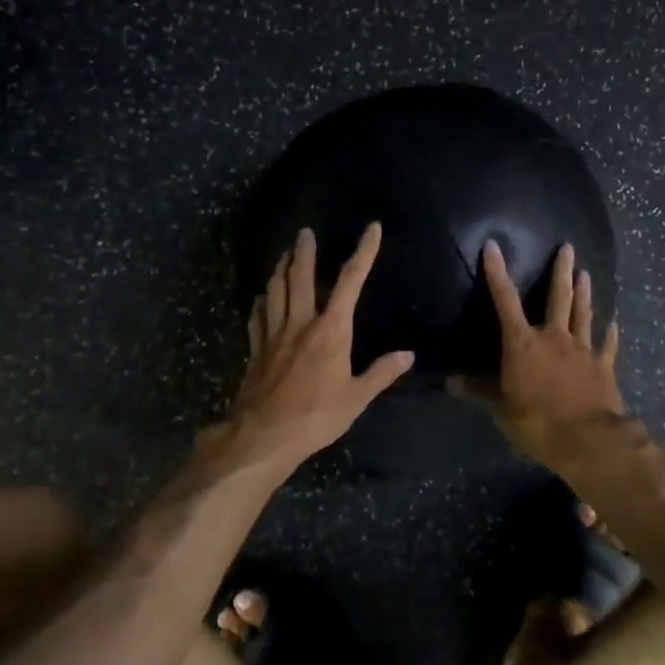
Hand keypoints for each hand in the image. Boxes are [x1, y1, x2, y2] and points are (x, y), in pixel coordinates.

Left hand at [211, 223, 414, 467]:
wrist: (263, 435)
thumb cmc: (316, 416)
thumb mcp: (357, 398)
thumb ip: (381, 373)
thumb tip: (408, 355)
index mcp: (331, 330)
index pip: (350, 282)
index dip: (363, 253)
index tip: (371, 229)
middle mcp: (300, 323)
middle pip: (300, 277)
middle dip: (304, 252)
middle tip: (304, 232)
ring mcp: (274, 335)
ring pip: (275, 291)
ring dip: (280, 269)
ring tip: (283, 255)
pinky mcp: (256, 350)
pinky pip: (257, 317)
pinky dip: (261, 302)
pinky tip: (261, 298)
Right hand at [455, 240, 622, 467]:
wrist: (586, 439)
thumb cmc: (536, 421)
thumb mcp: (501, 409)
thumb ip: (480, 391)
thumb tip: (451, 382)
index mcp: (523, 344)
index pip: (505, 301)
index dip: (497, 273)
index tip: (493, 246)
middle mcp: (554, 337)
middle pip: (558, 297)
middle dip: (561, 270)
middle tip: (568, 247)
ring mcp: (583, 350)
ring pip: (584, 314)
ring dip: (585, 293)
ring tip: (586, 273)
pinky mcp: (603, 366)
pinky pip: (607, 344)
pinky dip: (610, 332)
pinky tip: (614, 322)